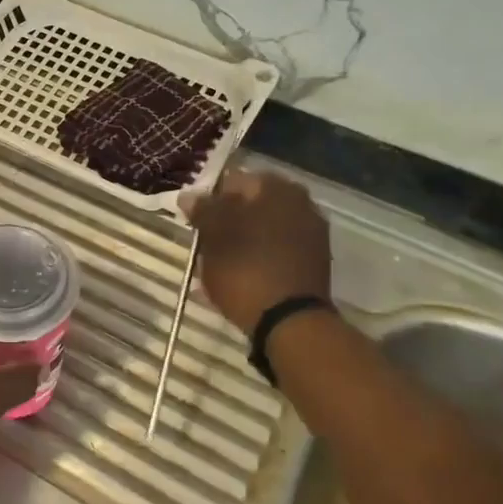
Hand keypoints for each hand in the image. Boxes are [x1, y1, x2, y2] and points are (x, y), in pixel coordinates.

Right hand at [180, 169, 330, 334]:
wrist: (290, 322)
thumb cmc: (246, 269)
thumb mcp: (214, 235)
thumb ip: (203, 210)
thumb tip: (190, 195)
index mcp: (278, 189)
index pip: (235, 181)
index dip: (211, 199)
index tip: (194, 221)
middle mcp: (302, 205)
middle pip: (252, 206)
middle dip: (227, 222)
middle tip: (205, 243)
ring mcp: (311, 236)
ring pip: (263, 230)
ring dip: (241, 242)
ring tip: (217, 265)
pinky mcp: (313, 264)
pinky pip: (275, 253)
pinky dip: (256, 260)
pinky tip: (238, 278)